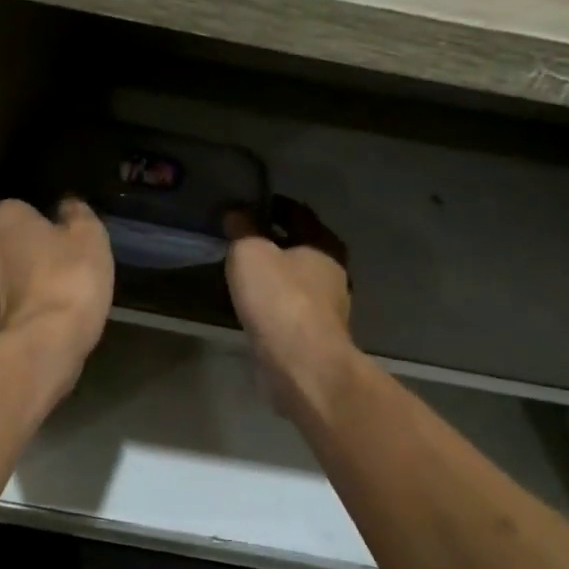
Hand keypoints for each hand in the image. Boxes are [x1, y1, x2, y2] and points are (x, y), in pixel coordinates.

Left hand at [0, 198, 113, 374]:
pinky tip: (43, 318)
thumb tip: (67, 206)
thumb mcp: (90, 237)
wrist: (43, 344)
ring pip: (4, 276)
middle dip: (29, 251)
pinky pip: (5, 305)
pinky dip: (20, 308)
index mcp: (2, 218)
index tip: (67, 239)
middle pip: (9, 242)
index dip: (46, 223)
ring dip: (22, 282)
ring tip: (55, 295)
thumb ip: (78, 214)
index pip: (22, 209)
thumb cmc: (69, 279)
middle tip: (63, 266)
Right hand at [224, 197, 356, 421]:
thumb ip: (242, 229)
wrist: (300, 364)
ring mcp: (327, 307)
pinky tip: (253, 305)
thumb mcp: (250, 252)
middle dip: (275, 240)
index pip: (298, 212)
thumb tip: (236, 212)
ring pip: (297, 279)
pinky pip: (291, 308)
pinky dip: (274, 302)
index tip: (248, 204)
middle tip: (242, 237)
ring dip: (275, 274)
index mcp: (324, 244)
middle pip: (301, 246)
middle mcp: (332, 272)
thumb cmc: (279, 298)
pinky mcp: (314, 336)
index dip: (272, 205)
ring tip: (244, 272)